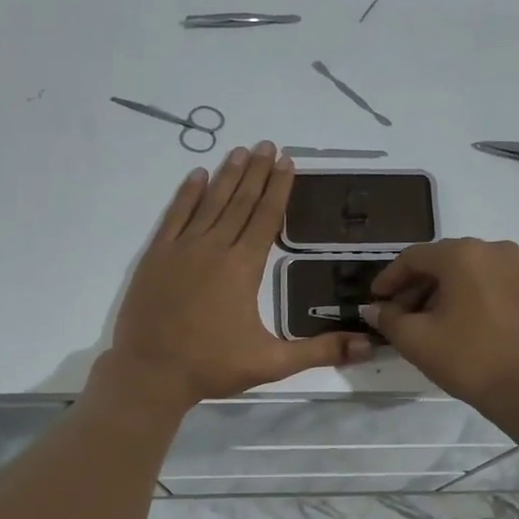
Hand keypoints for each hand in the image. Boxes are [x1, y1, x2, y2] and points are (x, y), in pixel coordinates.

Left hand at [99, 142, 374, 410]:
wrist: (150, 373)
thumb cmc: (212, 366)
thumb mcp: (272, 363)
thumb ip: (320, 351)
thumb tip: (369, 346)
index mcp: (243, 267)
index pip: (266, 218)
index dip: (278, 188)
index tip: (286, 161)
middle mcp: (214, 248)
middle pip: (240, 202)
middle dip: (256, 172)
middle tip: (267, 144)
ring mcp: (181, 249)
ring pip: (209, 203)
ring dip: (226, 175)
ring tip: (240, 150)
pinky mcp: (156, 256)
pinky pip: (174, 216)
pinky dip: (186, 194)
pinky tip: (196, 175)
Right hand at [363, 238, 518, 417]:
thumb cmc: (471, 359)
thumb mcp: (417, 340)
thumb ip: (388, 319)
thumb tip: (373, 309)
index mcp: (464, 254)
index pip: (414, 257)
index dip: (389, 279)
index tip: (375, 300)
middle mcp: (494, 250)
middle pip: (442, 262)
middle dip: (416, 287)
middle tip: (398, 316)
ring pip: (468, 273)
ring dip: (442, 294)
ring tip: (427, 324)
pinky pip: (491, 285)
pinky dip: (469, 298)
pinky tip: (460, 326)